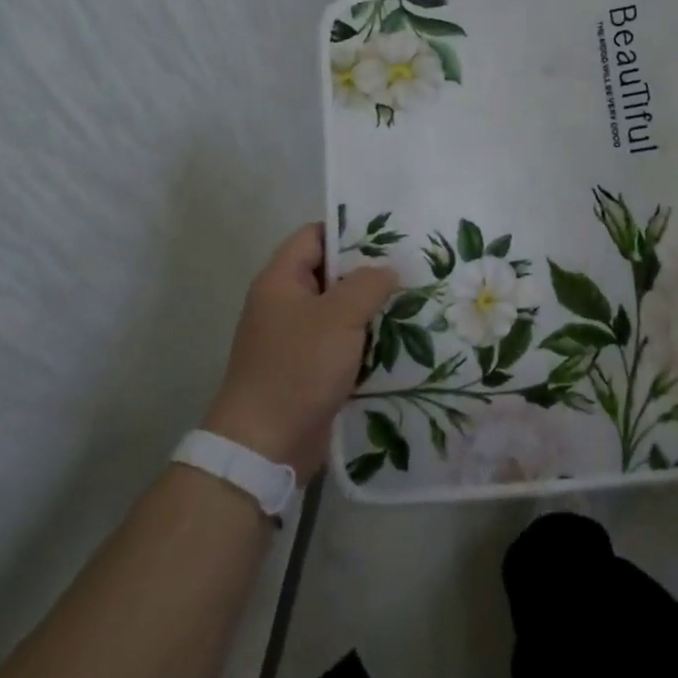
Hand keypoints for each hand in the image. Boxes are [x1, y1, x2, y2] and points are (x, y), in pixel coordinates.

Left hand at [205, 225, 398, 481]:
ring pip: (339, 310)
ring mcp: (295, 338)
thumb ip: (368, 284)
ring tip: (413, 303)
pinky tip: (398, 341)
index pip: (315, 235)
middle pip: (330, 272)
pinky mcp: (307, 368)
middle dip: (368, 272)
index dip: (349, 231)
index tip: (389, 235)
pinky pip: (341, 342)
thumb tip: (388, 271)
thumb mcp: (339, 317)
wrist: (264, 446)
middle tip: (410, 269)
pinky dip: (365, 341)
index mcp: (281, 280)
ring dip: (371, 309)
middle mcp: (285, 303)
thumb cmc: (297, 368)